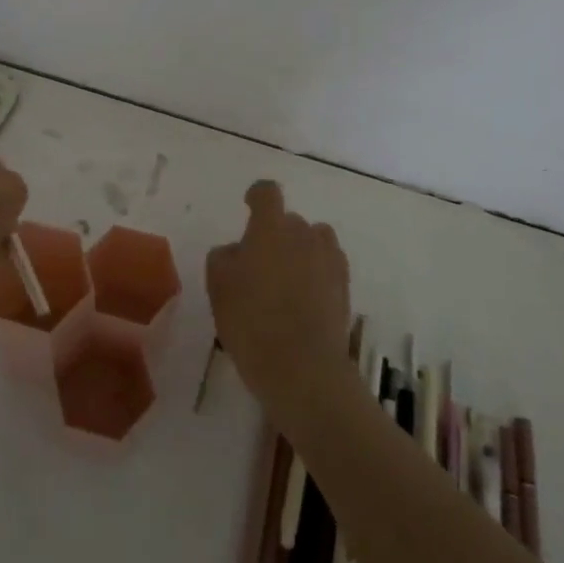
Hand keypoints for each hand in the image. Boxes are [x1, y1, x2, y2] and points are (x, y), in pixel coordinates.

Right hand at [207, 180, 353, 419]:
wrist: (303, 369)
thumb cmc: (251, 323)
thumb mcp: (218, 288)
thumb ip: (224, 258)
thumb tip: (237, 251)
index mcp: (270, 229)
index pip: (267, 193)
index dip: (256, 196)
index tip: (248, 207)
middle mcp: (304, 235)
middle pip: (289, 220)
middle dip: (275, 234)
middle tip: (258, 265)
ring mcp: (329, 260)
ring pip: (313, 241)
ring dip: (300, 250)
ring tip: (285, 280)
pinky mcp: (345, 287)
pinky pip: (328, 265)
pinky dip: (316, 273)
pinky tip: (304, 298)